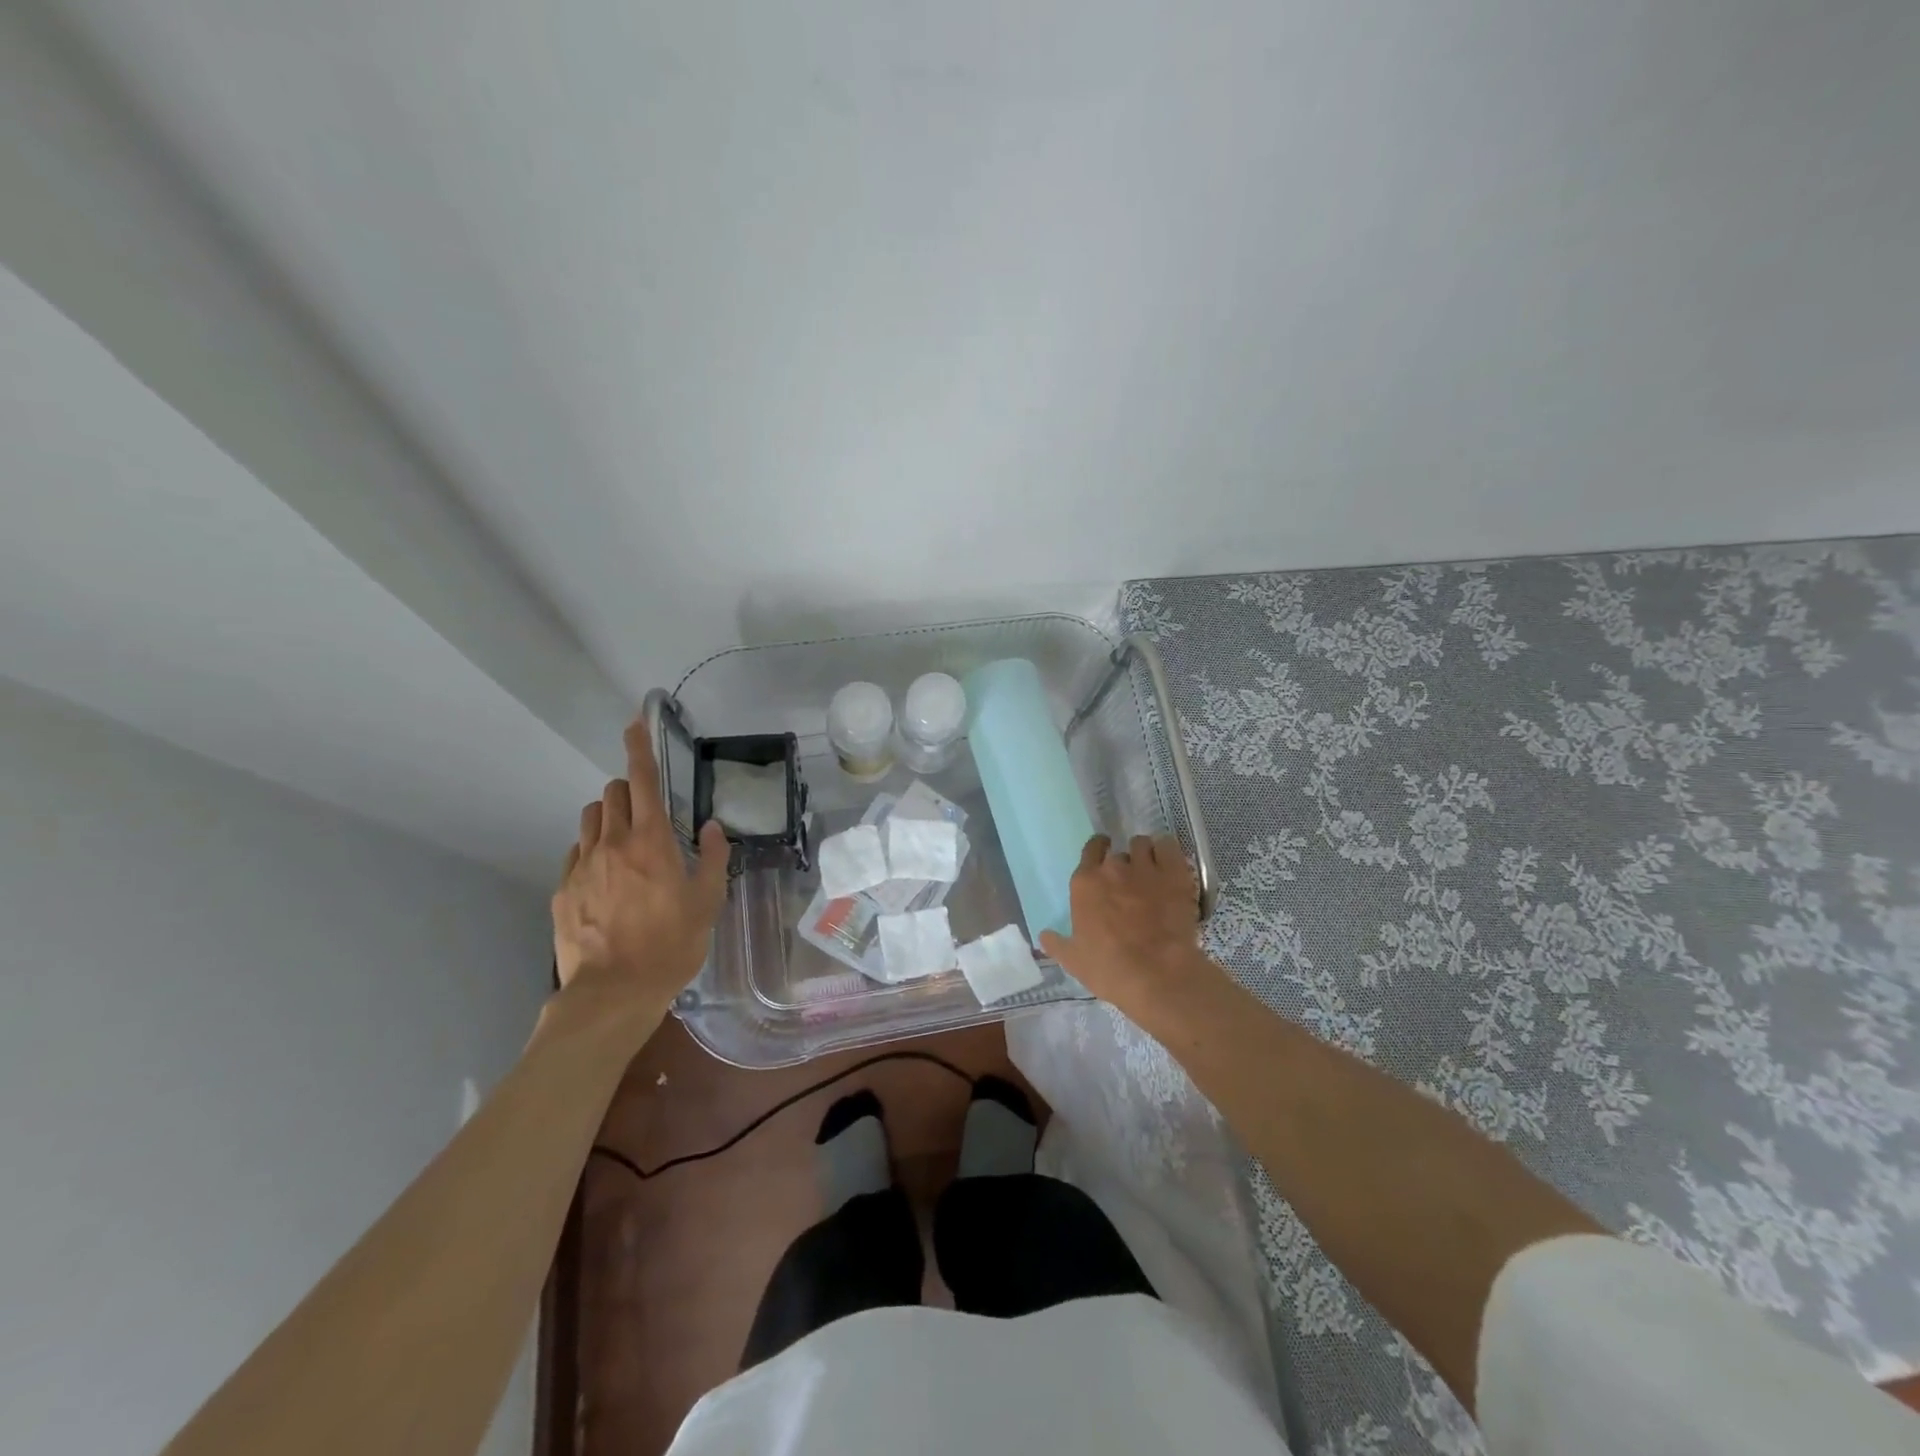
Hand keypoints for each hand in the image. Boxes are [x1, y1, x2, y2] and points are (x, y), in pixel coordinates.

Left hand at [551, 714, 730, 1024]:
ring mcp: (581, 866)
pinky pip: (577, 852)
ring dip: (608, 817)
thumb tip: (713, 827)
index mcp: (651, 841)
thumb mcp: (707, 902)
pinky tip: (607, 878)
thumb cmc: (671, 945)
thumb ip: (713, 858)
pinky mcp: (562, 890)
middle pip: (611, 793)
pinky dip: (593, 850)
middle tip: (648, 812)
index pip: (641, 780)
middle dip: (628, 790)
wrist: (612, 993)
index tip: (634, 723)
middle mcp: (612, 843)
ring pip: (589, 819)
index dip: (639, 747)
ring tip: (626, 843)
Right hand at [1039, 835, 1210, 1014]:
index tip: (1102, 857)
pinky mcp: (1174, 873)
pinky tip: (1169, 864)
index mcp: (1085, 884)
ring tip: (1151, 870)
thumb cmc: (1109, 968)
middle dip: (1122, 864)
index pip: (1089, 850)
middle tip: (1129, 882)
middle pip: (1116, 852)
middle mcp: (1112, 868)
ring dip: (1145, 854)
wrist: (1157, 975)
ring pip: (1142, 844)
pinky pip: (1168, 845)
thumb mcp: (1073, 961)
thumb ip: (1057, 944)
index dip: (1097, 851)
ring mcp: (1145, 867)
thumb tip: (1044, 935)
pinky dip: (1167, 851)